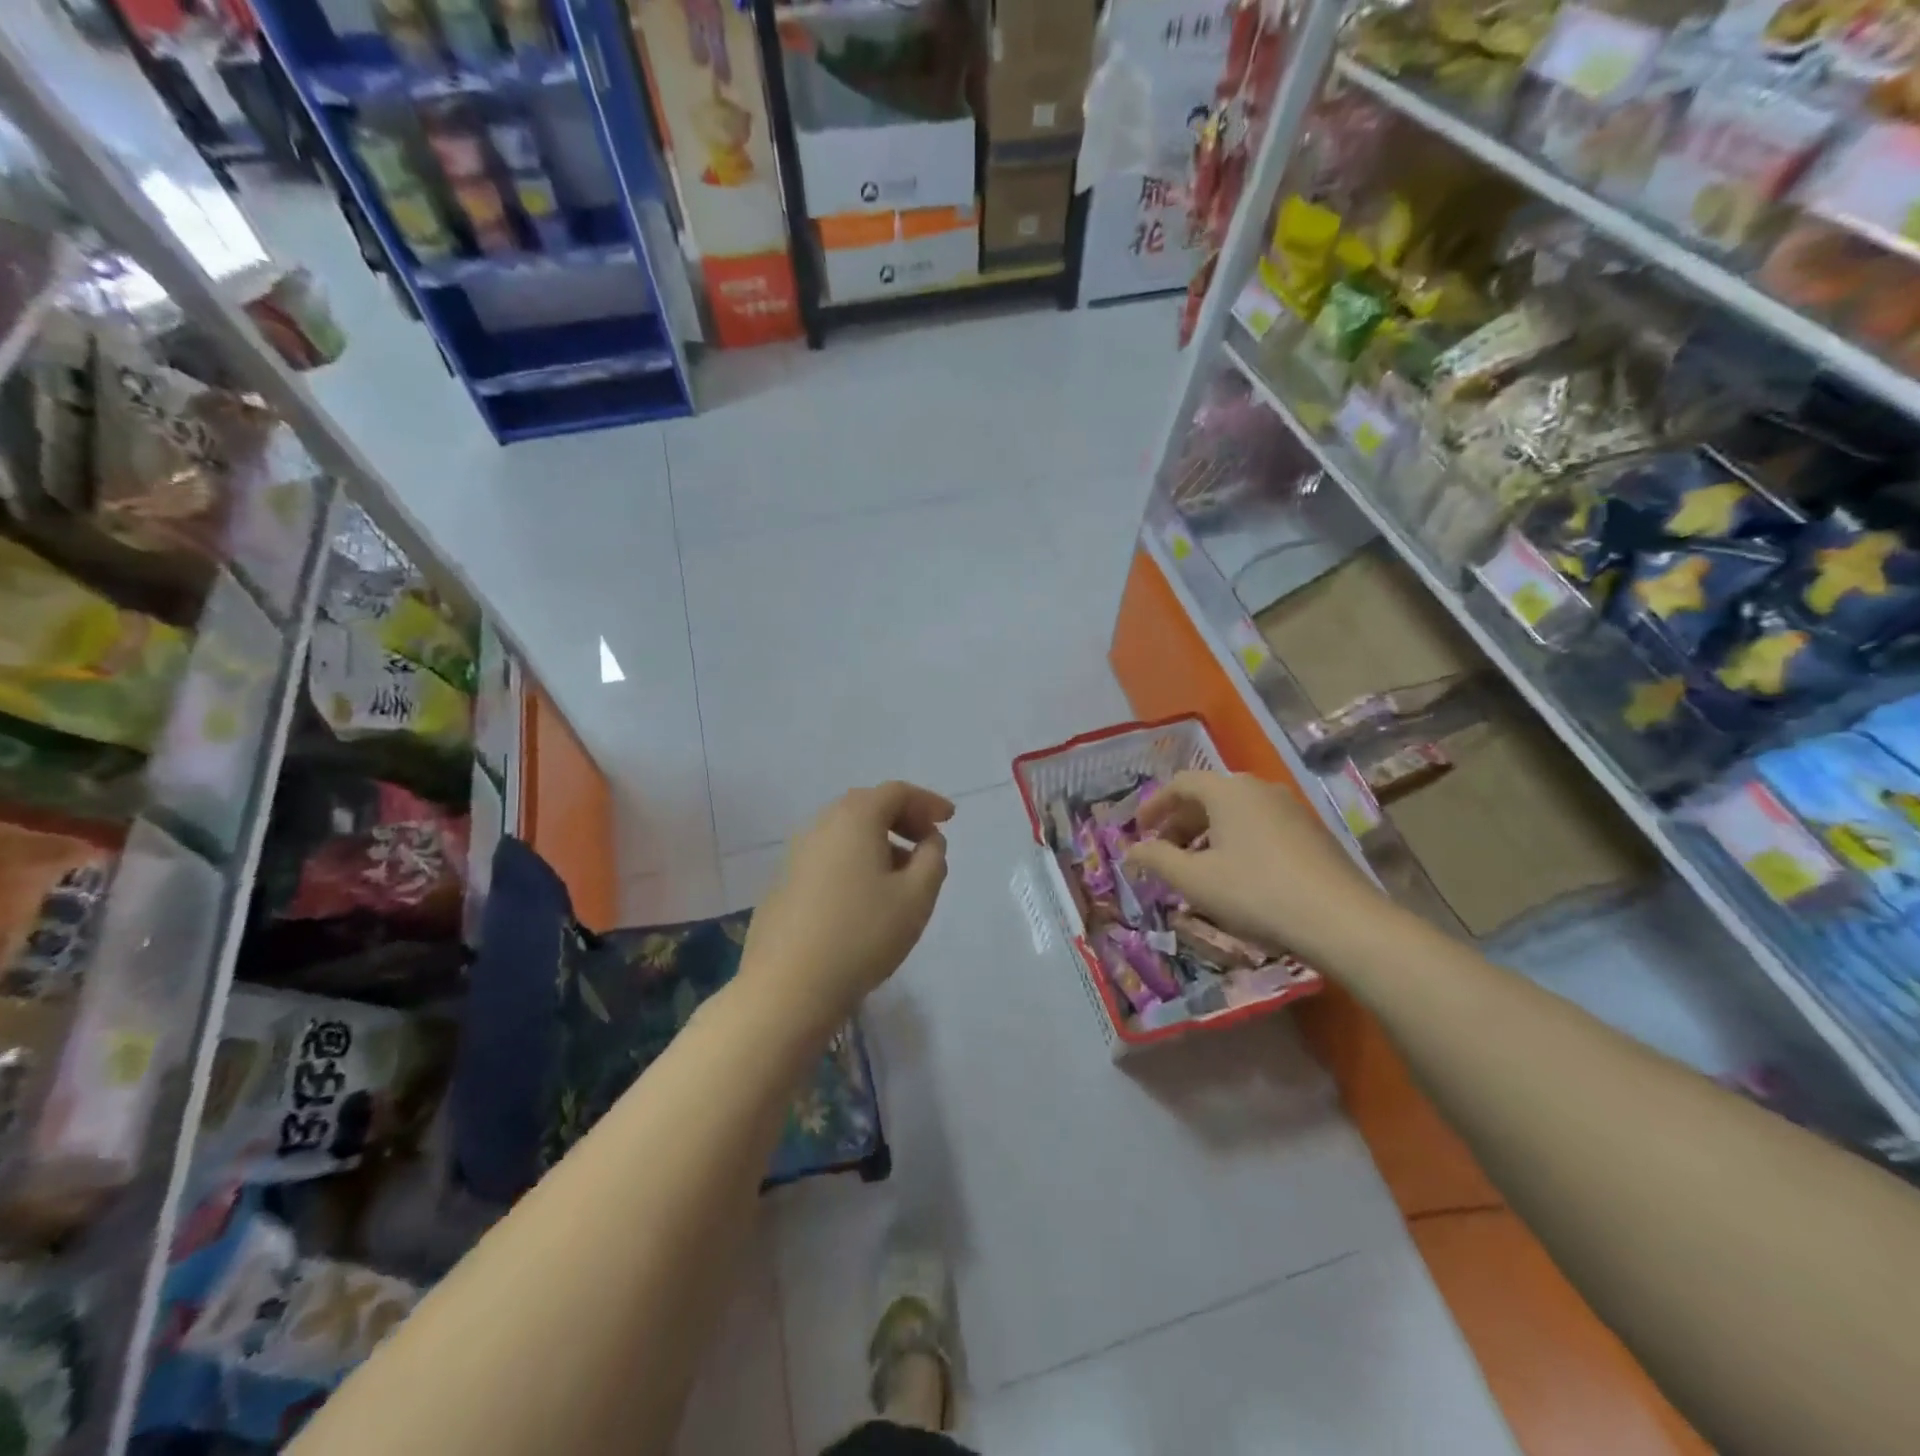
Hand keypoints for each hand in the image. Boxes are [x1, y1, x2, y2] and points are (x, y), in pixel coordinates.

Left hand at [740, 782, 952, 1030]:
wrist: (787, 987)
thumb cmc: (862, 934)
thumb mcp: (916, 897)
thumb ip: (933, 859)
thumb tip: (928, 841)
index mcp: (854, 818)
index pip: (896, 792)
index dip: (927, 802)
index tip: (950, 820)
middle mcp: (821, 825)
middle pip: (867, 806)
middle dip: (902, 818)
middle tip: (928, 843)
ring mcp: (796, 854)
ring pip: (846, 833)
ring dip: (879, 842)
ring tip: (902, 875)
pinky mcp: (784, 883)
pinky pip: (829, 857)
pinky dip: (855, 861)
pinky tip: (866, 897)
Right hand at [1125, 770, 1381, 965]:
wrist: (1339, 920)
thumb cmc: (1255, 891)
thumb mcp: (1194, 879)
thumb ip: (1157, 859)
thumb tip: (1132, 849)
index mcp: (1228, 790)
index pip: (1181, 783)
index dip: (1155, 805)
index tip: (1139, 829)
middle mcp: (1259, 788)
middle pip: (1209, 795)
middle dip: (1180, 822)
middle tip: (1164, 852)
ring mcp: (1290, 808)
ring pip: (1236, 812)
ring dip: (1208, 833)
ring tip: (1196, 866)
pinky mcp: (1311, 832)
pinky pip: (1260, 825)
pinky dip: (1236, 841)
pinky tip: (1235, 874)